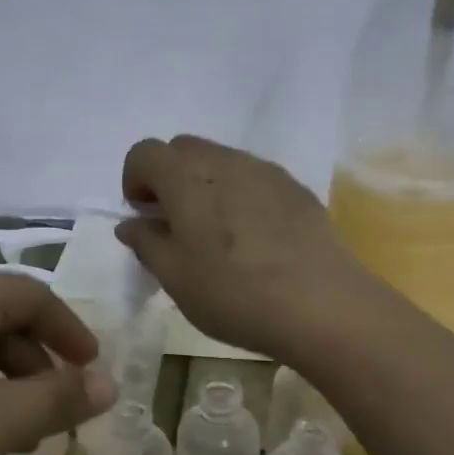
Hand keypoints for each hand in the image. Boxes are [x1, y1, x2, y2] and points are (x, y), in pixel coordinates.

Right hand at [117, 134, 377, 365]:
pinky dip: (240, 196)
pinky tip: (253, 240)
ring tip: (216, 236)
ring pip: (221, 161)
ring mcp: (265, 171)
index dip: (134, 180)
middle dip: (168, 178)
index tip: (143, 217)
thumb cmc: (233, 293)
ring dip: (205, 186)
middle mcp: (225, 161)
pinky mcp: (296, 189)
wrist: (321, 305)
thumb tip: (132, 223)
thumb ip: (146, 243)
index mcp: (185, 177)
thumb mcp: (175, 278)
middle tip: (174, 224)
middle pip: (183, 149)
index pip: (144, 153)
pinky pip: (254, 179)